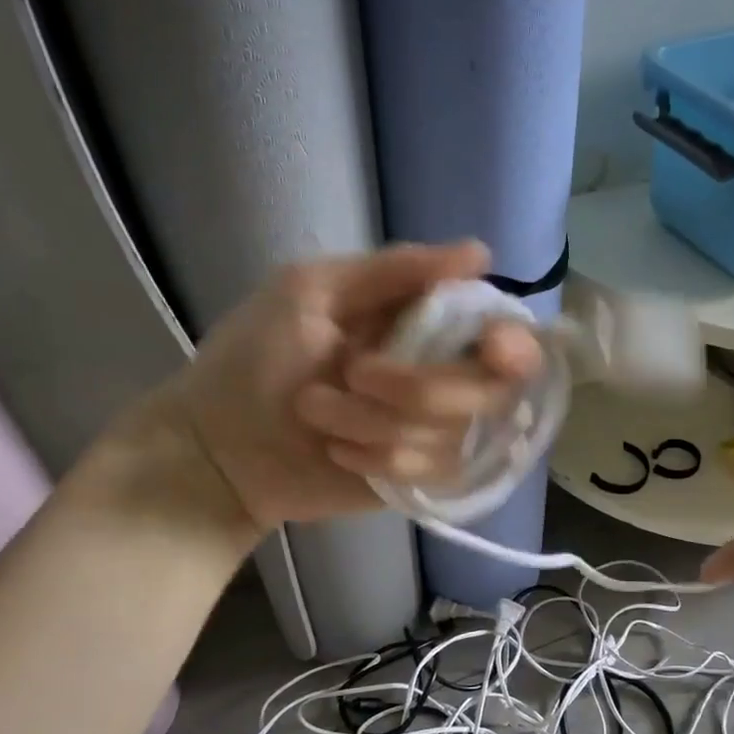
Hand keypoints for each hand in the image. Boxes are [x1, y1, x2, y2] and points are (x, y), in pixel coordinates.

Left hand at [140, 241, 540, 539]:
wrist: (220, 449)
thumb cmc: (255, 358)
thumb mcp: (312, 291)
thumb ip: (396, 270)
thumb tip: (482, 255)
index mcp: (426, 325)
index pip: (507, 335)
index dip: (513, 344)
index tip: (491, 347)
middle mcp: (443, 376)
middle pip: (491, 389)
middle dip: (417, 388)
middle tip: (353, 376)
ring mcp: (434, 433)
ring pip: (454, 432)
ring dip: (374, 422)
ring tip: (317, 414)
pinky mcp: (420, 478)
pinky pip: (432, 470)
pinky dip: (378, 457)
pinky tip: (338, 452)